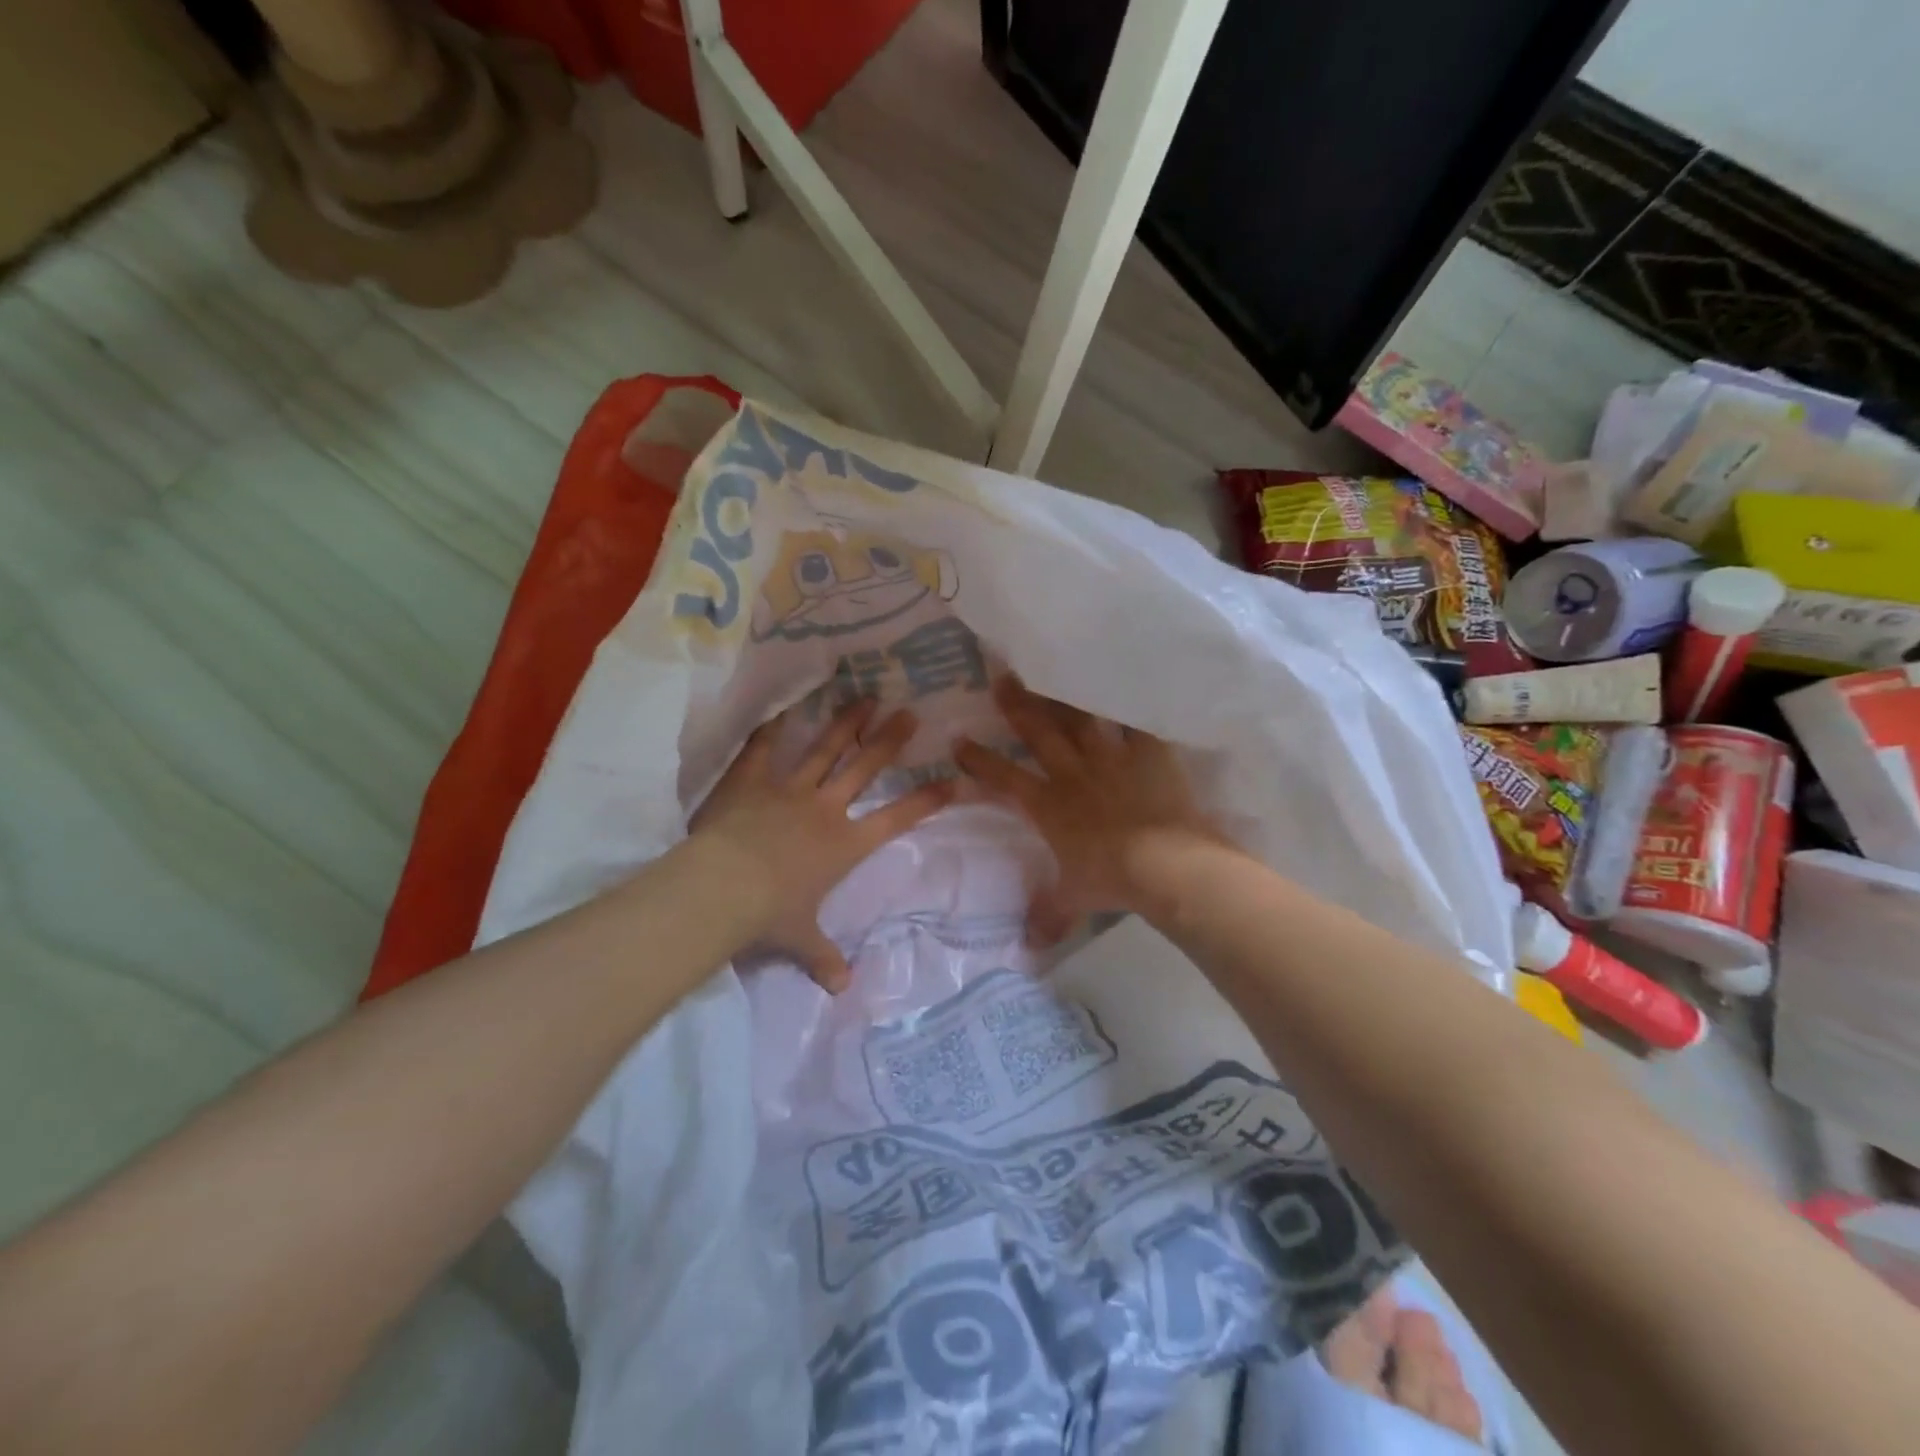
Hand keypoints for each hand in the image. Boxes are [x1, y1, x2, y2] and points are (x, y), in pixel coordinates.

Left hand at [690, 698, 953, 991]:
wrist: (722, 888)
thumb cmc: (769, 915)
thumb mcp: (800, 939)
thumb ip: (823, 957)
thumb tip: (842, 987)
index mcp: (843, 845)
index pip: (895, 820)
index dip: (925, 801)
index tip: (952, 781)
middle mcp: (824, 809)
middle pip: (864, 768)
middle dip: (889, 741)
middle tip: (909, 714)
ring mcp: (788, 789)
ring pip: (824, 749)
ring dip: (846, 723)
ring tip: (865, 697)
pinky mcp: (751, 781)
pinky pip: (763, 749)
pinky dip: (772, 729)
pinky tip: (782, 709)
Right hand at [955, 678, 1224, 945]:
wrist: (1165, 866)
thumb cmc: (1112, 880)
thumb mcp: (1074, 898)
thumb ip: (1049, 916)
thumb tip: (1029, 947)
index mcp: (1049, 805)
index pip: (1005, 779)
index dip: (980, 761)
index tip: (958, 742)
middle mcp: (1073, 773)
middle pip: (1038, 733)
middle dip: (1016, 706)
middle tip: (1001, 677)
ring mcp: (1110, 758)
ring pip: (1080, 718)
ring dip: (1064, 695)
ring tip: (1054, 669)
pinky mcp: (1147, 752)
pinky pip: (1137, 721)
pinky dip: (1132, 703)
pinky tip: (1129, 681)